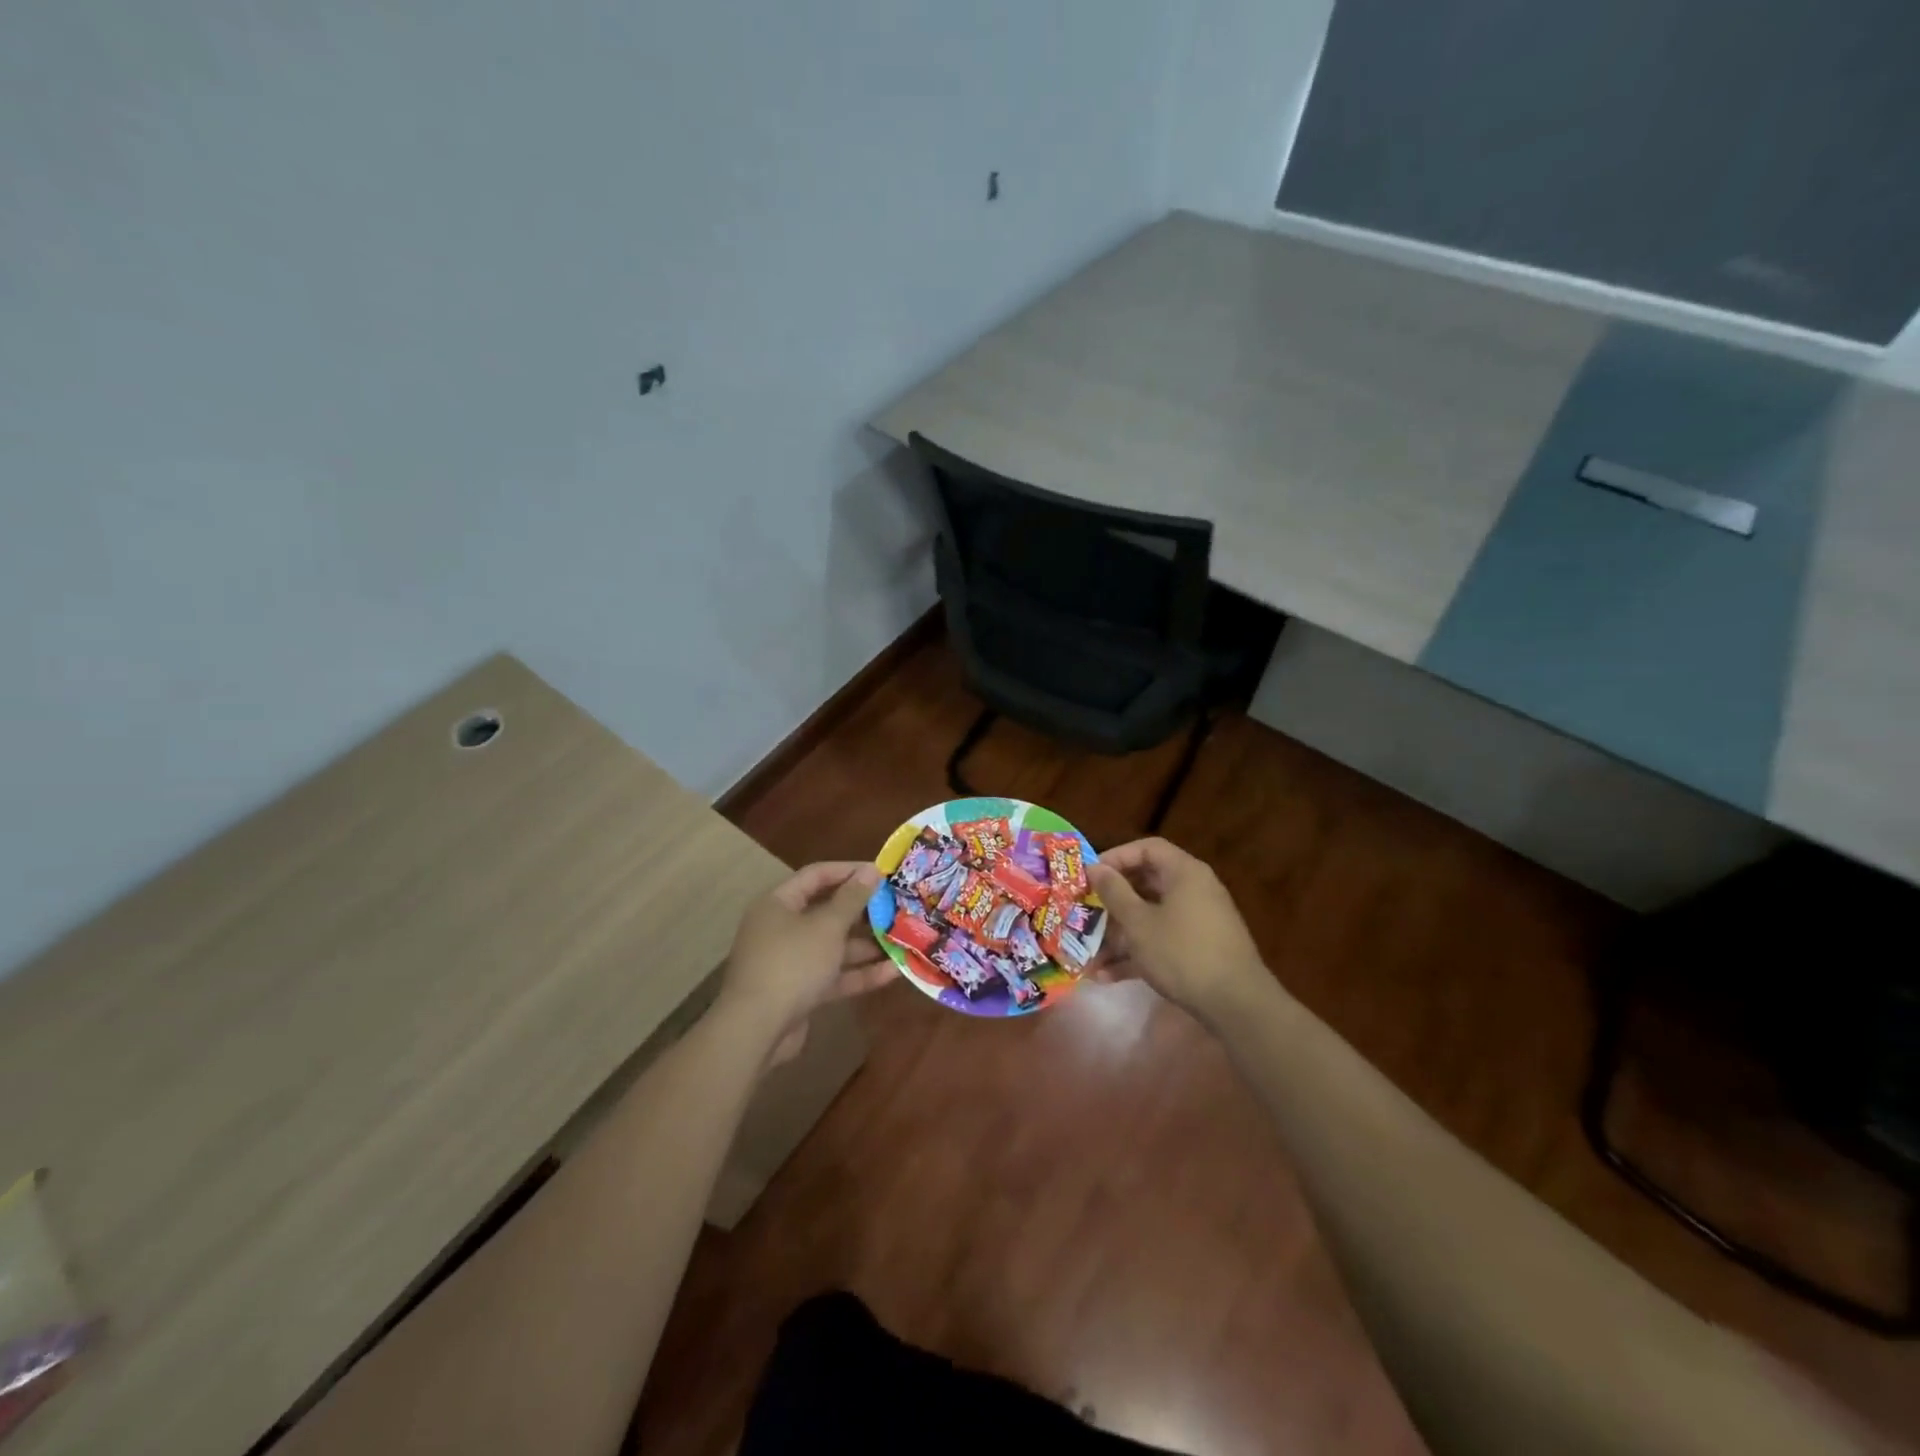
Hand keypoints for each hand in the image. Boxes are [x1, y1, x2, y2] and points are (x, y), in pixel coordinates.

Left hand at [718, 861, 893, 1061]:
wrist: (756, 1030)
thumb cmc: (792, 963)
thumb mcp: (827, 926)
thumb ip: (852, 898)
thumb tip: (872, 870)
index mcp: (779, 903)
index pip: (816, 875)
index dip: (849, 871)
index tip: (882, 873)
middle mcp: (782, 928)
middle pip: (827, 911)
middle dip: (863, 911)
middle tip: (897, 907)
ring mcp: (791, 962)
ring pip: (834, 946)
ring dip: (866, 944)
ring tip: (903, 939)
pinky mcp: (801, 991)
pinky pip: (834, 975)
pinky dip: (860, 973)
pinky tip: (894, 972)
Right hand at [1086, 837, 1268, 1020]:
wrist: (1236, 1004)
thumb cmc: (1182, 952)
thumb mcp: (1139, 922)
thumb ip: (1114, 892)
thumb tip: (1095, 868)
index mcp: (1184, 873)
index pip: (1147, 849)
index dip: (1116, 857)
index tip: (1091, 876)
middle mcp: (1194, 891)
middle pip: (1146, 884)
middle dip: (1112, 902)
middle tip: (1085, 913)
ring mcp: (1198, 922)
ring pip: (1150, 917)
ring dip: (1118, 935)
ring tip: (1089, 954)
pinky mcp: (1198, 950)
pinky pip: (1161, 941)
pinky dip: (1136, 954)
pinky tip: (1107, 977)